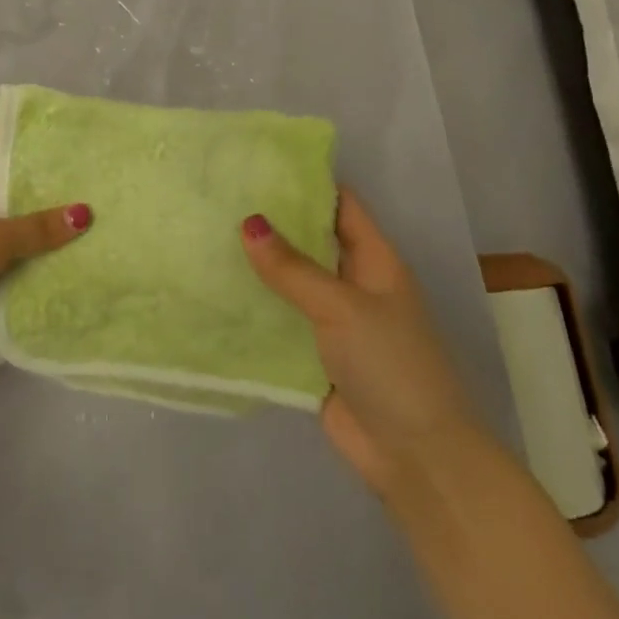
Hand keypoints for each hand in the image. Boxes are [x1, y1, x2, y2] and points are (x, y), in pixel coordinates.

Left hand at [0, 107, 90, 375]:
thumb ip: (36, 228)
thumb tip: (85, 213)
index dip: (25, 118)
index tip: (69, 122)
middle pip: (11, 172)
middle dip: (51, 173)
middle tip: (99, 172)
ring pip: (15, 217)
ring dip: (48, 219)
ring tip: (101, 213)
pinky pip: (12, 253)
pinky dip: (37, 254)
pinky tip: (78, 254)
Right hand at [241, 189, 485, 498]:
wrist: (413, 454)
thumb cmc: (390, 365)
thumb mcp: (343, 307)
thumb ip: (293, 269)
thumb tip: (248, 223)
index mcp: (375, 262)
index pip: (341, 206)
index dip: (308, 182)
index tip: (259, 164)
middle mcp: (352, 285)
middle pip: (310, 242)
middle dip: (271, 223)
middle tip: (218, 198)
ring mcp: (331, 322)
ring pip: (289, 283)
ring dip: (256, 267)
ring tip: (205, 237)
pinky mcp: (310, 355)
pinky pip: (277, 321)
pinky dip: (251, 309)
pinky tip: (211, 293)